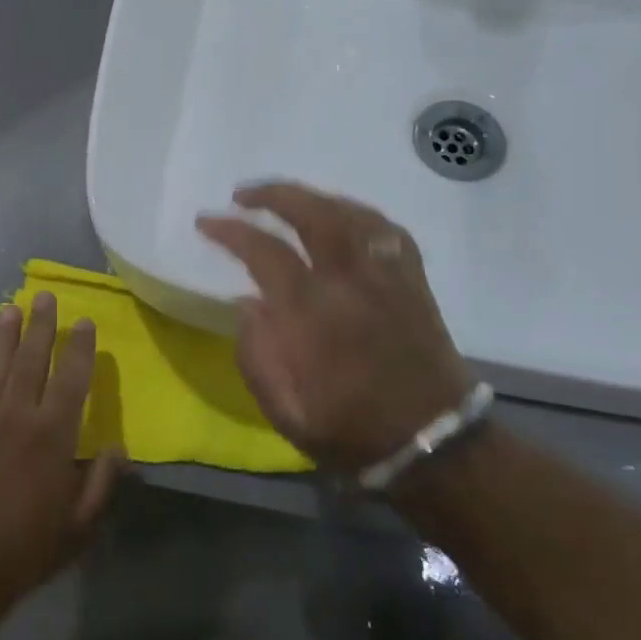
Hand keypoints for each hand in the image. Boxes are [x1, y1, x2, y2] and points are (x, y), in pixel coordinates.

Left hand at [0, 294, 125, 606]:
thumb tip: (119, 447)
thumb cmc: (26, 547)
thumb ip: (102, 482)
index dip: (80, 346)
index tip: (85, 321)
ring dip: (3, 332)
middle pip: (31, 357)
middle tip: (45, 296)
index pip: (72, 376)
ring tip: (10, 307)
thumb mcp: (79, 525)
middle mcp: (17, 413)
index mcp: (53, 434)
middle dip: (41, 324)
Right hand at [196, 183, 476, 475]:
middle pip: (312, 214)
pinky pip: (386, 229)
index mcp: (313, 313)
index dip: (230, 231)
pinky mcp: (413, 281)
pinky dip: (357, 213)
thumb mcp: (286, 411)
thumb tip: (246, 304)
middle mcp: (351, 281)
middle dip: (272, 195)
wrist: (434, 445)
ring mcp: (387, 276)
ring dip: (312, 198)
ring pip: (350, 213)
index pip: (264, 251)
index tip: (206, 222)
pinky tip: (341, 216)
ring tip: (286, 199)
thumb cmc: (352, 431)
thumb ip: (256, 355)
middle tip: (243, 194)